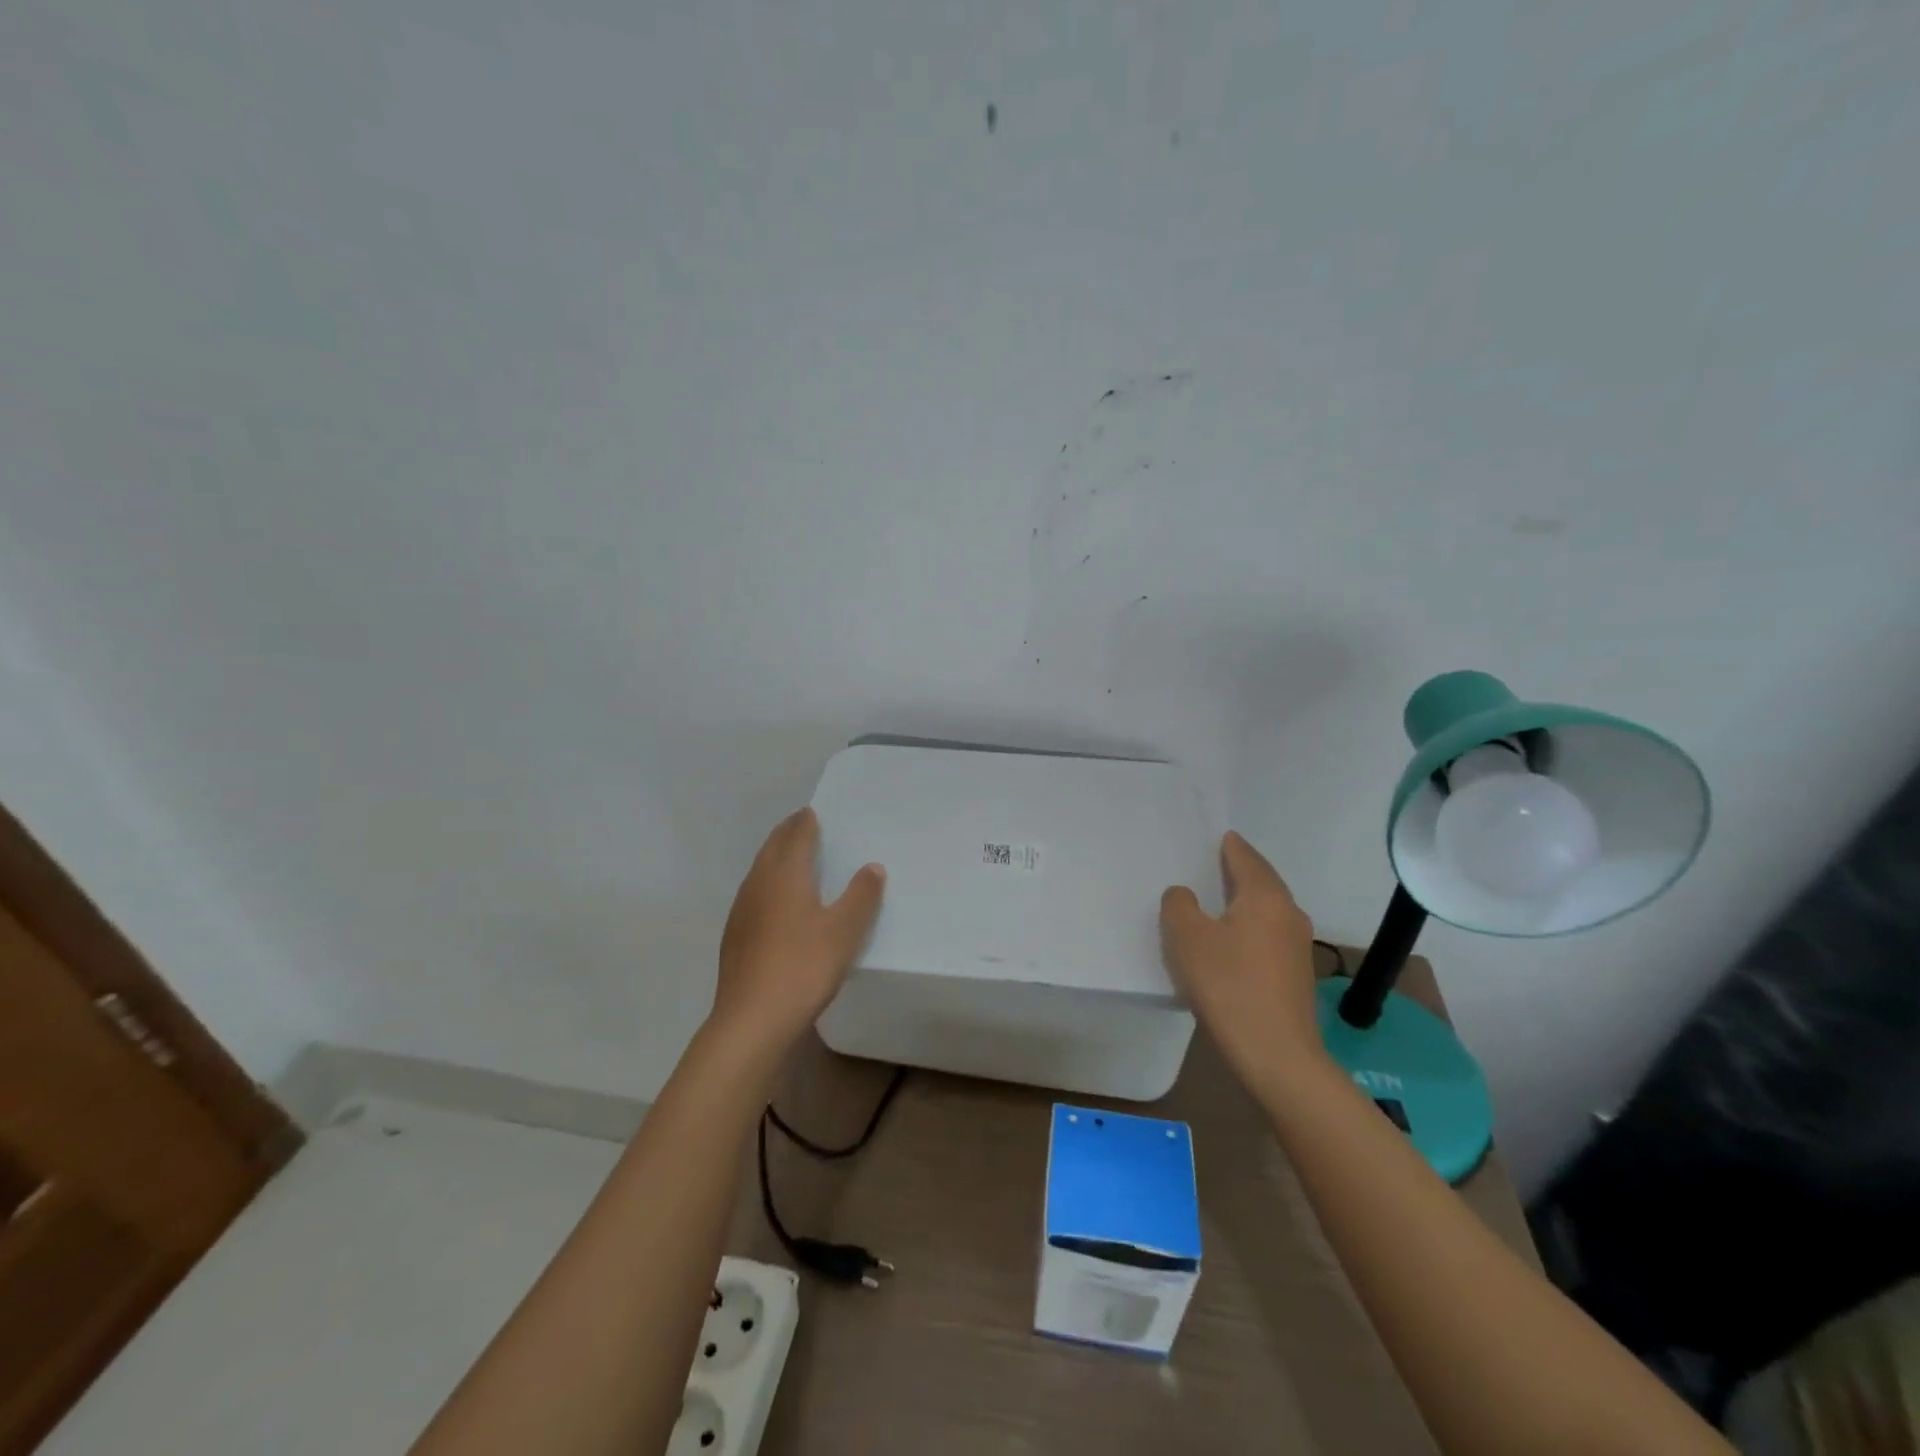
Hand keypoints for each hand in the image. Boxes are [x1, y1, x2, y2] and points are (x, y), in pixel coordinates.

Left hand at [710, 808, 884, 1059]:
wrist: (752, 1021)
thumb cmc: (803, 967)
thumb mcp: (845, 931)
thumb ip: (861, 895)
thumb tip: (872, 866)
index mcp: (785, 875)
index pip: (795, 835)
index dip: (806, 821)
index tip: (814, 812)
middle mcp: (759, 884)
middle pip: (772, 848)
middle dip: (788, 833)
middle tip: (804, 825)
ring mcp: (742, 910)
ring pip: (760, 871)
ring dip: (775, 857)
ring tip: (793, 858)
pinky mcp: (735, 936)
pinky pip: (754, 894)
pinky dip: (768, 884)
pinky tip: (777, 903)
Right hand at [1161, 831, 1325, 1093]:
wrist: (1277, 1056)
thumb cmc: (1229, 986)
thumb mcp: (1187, 938)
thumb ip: (1179, 905)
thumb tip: (1185, 895)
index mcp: (1265, 897)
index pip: (1247, 858)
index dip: (1231, 846)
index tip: (1222, 836)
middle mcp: (1288, 914)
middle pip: (1263, 882)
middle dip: (1241, 871)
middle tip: (1217, 862)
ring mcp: (1298, 946)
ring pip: (1268, 910)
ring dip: (1246, 901)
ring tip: (1220, 900)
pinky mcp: (1296, 976)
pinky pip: (1270, 935)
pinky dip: (1251, 927)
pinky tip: (1233, 941)